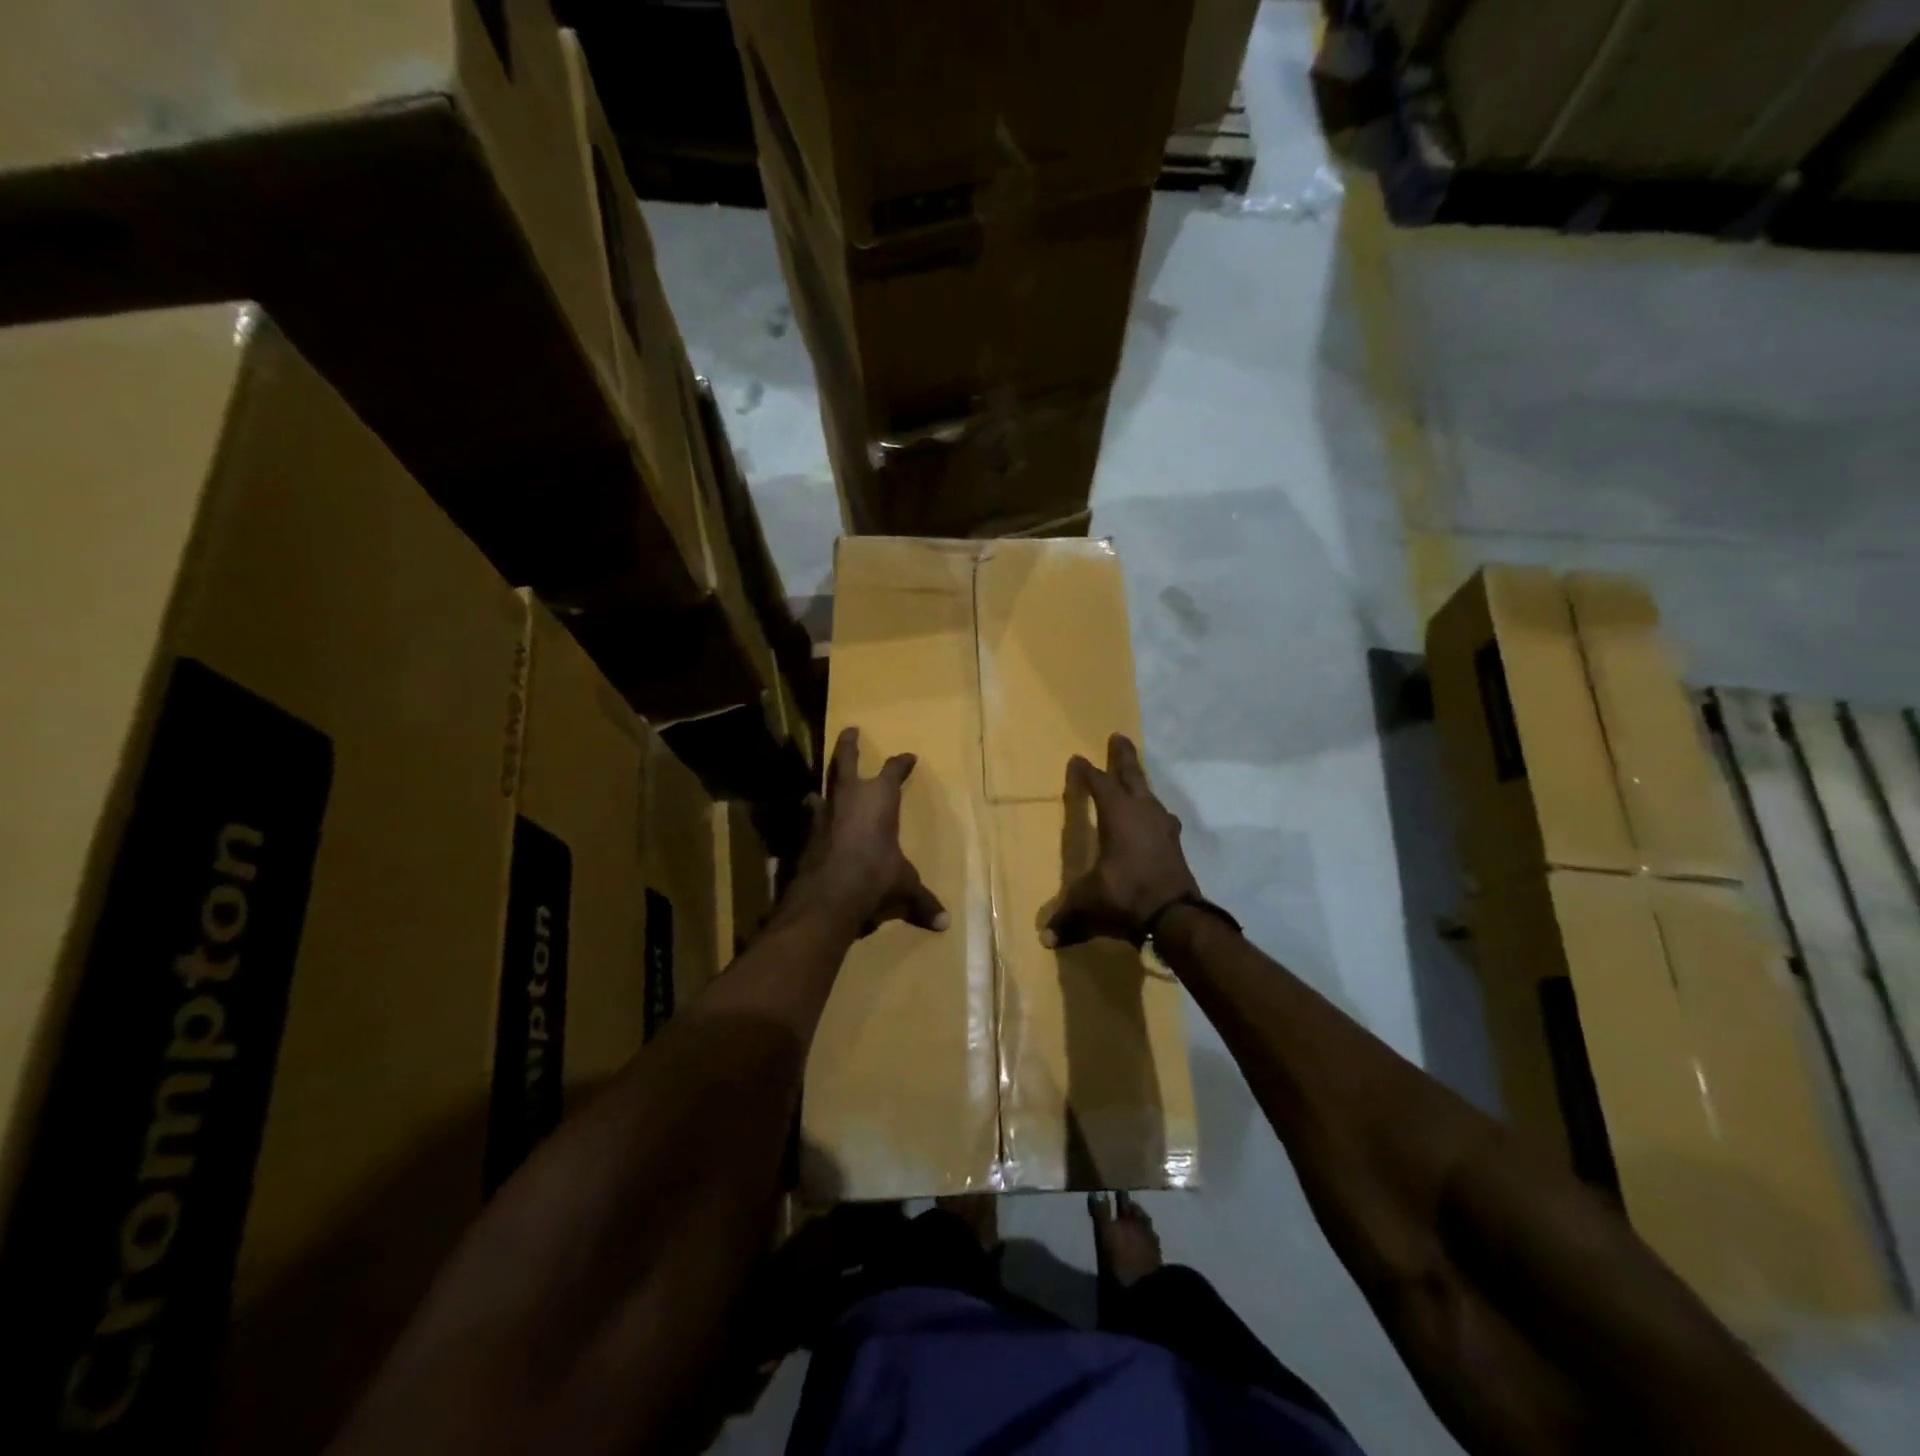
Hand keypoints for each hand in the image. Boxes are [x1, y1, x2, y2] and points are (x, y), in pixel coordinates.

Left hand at [783, 726, 948, 936]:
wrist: (829, 895)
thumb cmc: (876, 877)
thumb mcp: (904, 887)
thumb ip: (922, 901)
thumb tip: (945, 924)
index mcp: (879, 799)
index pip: (893, 772)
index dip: (901, 764)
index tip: (909, 757)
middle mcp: (849, 798)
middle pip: (845, 762)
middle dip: (848, 745)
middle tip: (850, 730)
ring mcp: (823, 814)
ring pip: (821, 789)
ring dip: (823, 787)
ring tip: (820, 789)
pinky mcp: (805, 835)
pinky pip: (810, 821)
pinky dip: (812, 821)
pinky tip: (811, 826)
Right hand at [1043, 734, 1200, 947]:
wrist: (1175, 916)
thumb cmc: (1126, 895)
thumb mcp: (1089, 903)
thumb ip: (1067, 916)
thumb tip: (1045, 938)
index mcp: (1117, 815)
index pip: (1099, 784)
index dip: (1087, 772)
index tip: (1078, 759)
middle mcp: (1142, 812)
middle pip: (1131, 776)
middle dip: (1123, 757)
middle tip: (1119, 736)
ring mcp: (1162, 826)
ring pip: (1150, 793)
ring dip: (1140, 782)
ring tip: (1135, 777)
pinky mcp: (1174, 843)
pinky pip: (1160, 816)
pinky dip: (1153, 810)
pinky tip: (1155, 817)